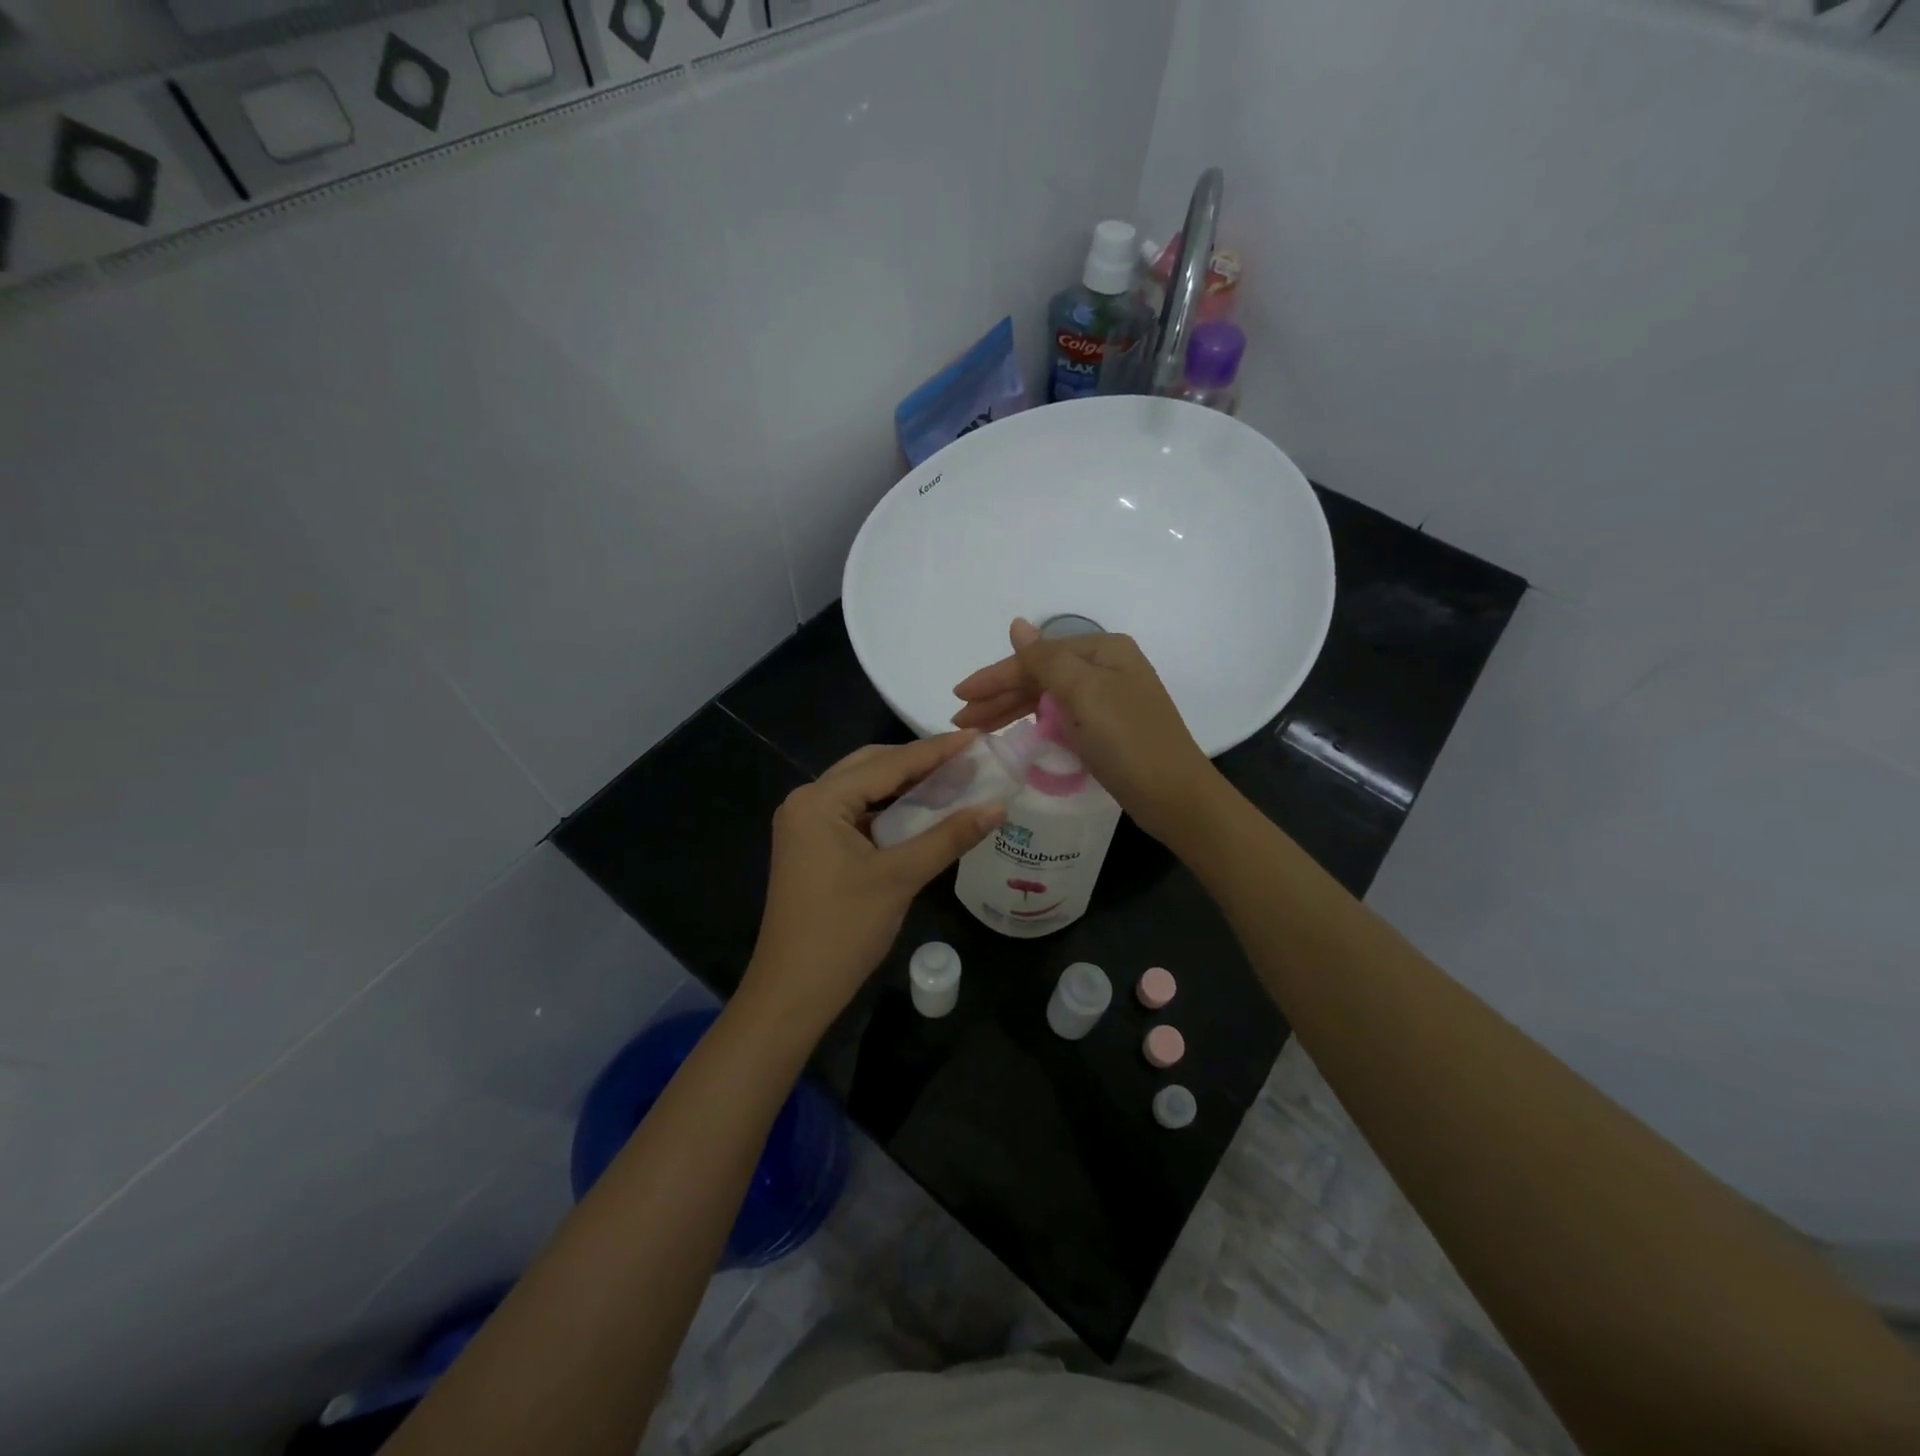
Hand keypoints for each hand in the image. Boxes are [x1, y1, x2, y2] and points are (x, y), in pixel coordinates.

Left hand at [739, 734, 1002, 1037]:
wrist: (793, 992)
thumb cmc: (843, 931)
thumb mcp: (900, 879)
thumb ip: (949, 837)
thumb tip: (998, 807)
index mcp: (819, 800)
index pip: (887, 764)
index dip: (935, 751)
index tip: (977, 738)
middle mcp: (807, 802)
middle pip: (871, 768)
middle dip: (918, 763)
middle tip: (967, 759)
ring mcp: (805, 825)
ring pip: (863, 790)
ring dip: (904, 786)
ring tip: (951, 779)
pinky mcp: (812, 847)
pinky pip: (856, 814)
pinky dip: (888, 810)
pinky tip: (920, 812)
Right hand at [951, 619, 1219, 843]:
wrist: (1175, 796)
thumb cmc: (1128, 740)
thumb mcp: (1084, 693)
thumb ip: (1045, 659)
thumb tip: (1017, 625)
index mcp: (1103, 650)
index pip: (1036, 657)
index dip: (995, 676)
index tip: (959, 695)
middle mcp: (1107, 668)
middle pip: (1040, 676)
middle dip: (999, 696)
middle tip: (960, 719)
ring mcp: (1108, 699)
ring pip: (1048, 698)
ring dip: (1011, 710)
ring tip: (976, 729)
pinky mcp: (1107, 728)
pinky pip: (1060, 717)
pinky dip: (1035, 723)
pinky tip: (1015, 732)